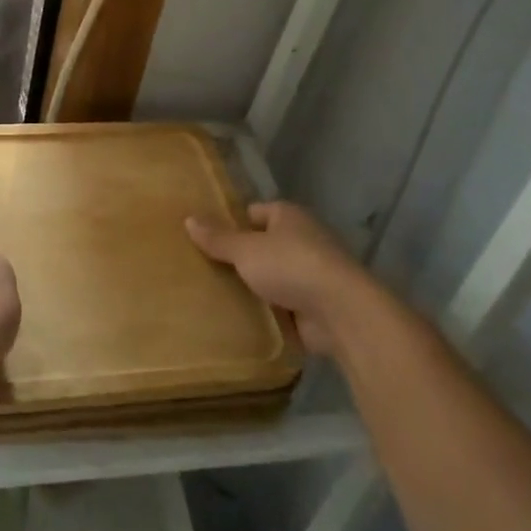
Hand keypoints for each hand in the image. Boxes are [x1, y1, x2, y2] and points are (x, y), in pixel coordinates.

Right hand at [186, 201, 368, 358]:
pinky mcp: (316, 305)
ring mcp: (312, 274)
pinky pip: (283, 305)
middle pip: (263, 245)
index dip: (231, 223)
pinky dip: (268, 311)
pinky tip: (241, 318)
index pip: (254, 212)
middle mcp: (303, 239)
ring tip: (216, 294)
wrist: (342, 313)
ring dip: (254, 286)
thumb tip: (188, 218)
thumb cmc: (291, 266)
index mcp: (288, 216)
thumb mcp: (246, 249)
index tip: (206, 238)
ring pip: (272, 276)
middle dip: (240, 257)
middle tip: (204, 268)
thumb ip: (218, 238)